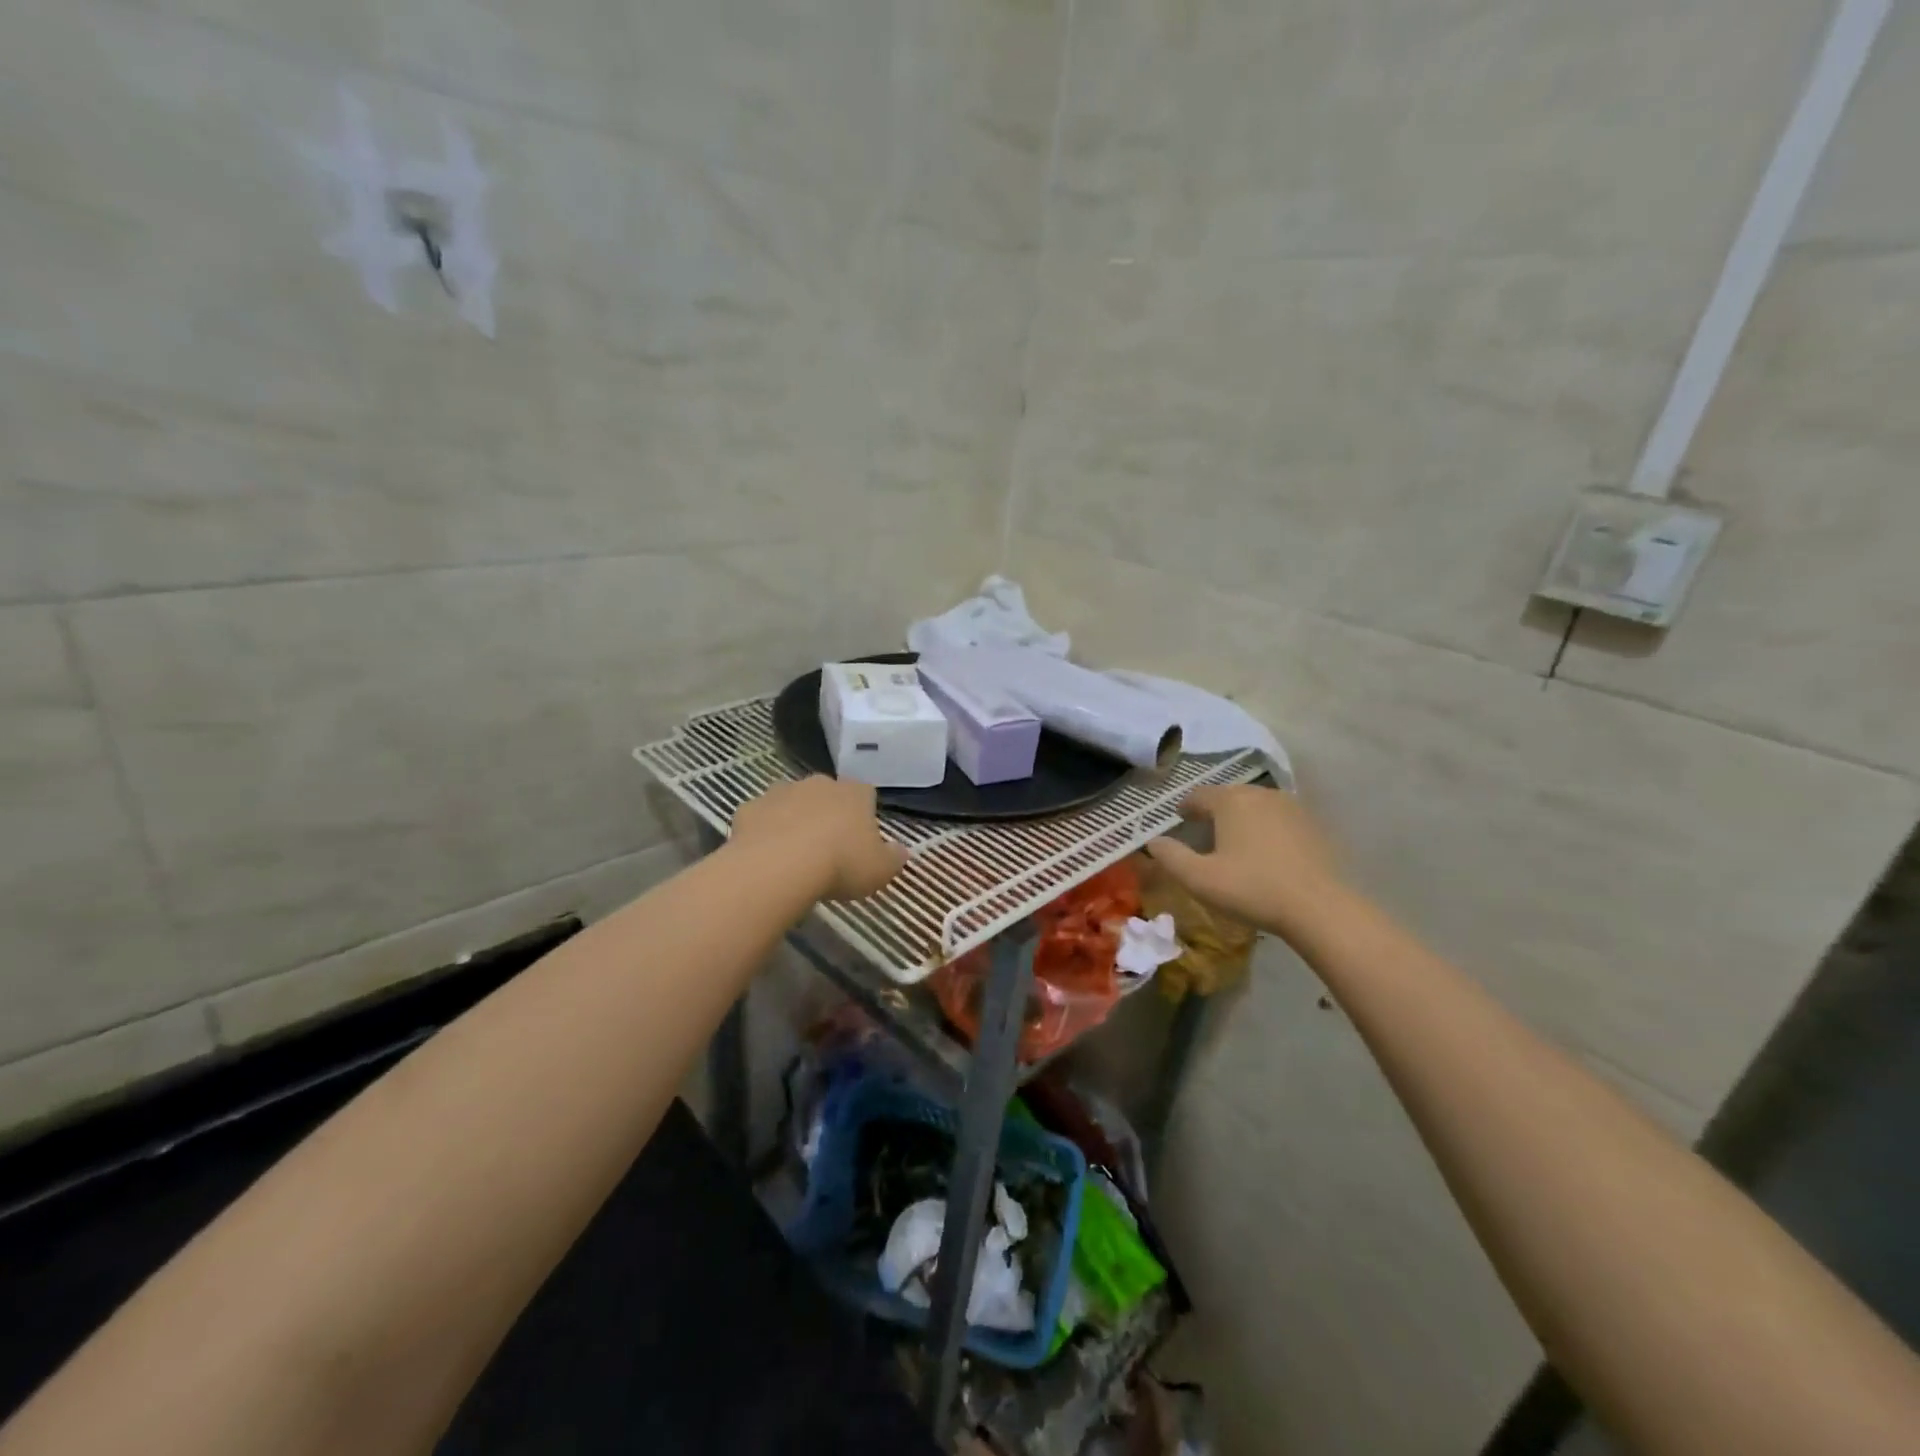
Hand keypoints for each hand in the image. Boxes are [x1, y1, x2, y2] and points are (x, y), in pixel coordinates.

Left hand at [729, 776, 907, 900]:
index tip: (861, 841)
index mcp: (854, 793)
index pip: (866, 794)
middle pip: (827, 795)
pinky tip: (766, 857)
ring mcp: (781, 792)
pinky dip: (764, 832)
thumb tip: (901, 851)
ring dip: (794, 820)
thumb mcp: (880, 870)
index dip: (864, 816)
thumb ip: (894, 858)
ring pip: (792, 803)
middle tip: (828, 849)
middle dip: (827, 815)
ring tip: (795, 855)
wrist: (779, 867)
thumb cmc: (840, 864)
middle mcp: (818, 784)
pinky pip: (761, 818)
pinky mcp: (750, 808)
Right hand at [1145, 784, 1348, 940]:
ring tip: (1235, 841)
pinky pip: (1279, 818)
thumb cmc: (1252, 889)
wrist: (1319, 907)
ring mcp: (1291, 807)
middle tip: (1204, 830)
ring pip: (1256, 805)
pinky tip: (1266, 851)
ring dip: (1241, 817)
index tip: (1180, 819)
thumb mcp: (1199, 879)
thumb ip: (1170, 857)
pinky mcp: (1312, 825)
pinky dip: (1266, 828)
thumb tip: (1153, 841)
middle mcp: (1260, 794)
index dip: (1186, 807)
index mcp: (1230, 801)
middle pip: (1229, 796)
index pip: (1199, 795)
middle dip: (1214, 810)